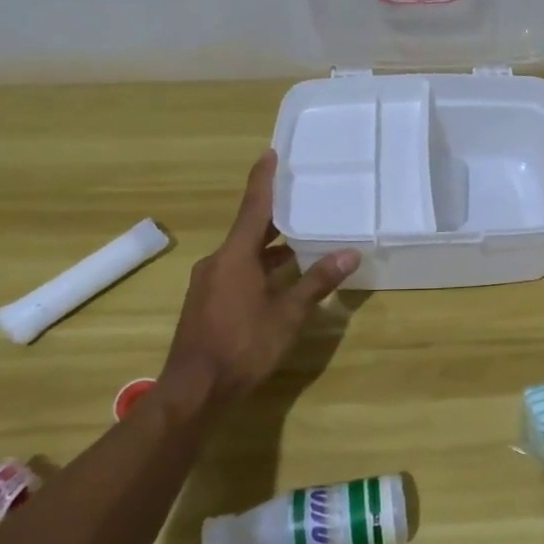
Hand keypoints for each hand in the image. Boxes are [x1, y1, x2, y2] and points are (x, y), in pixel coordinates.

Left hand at [157, 151, 359, 412]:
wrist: (194, 390)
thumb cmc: (243, 346)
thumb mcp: (288, 315)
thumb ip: (317, 282)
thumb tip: (350, 253)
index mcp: (235, 256)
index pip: (253, 207)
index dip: (263, 179)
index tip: (270, 153)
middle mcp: (217, 262)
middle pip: (249, 230)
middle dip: (274, 216)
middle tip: (301, 199)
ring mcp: (208, 283)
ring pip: (243, 254)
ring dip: (269, 248)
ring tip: (301, 242)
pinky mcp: (206, 303)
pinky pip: (236, 272)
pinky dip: (258, 268)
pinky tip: (280, 280)